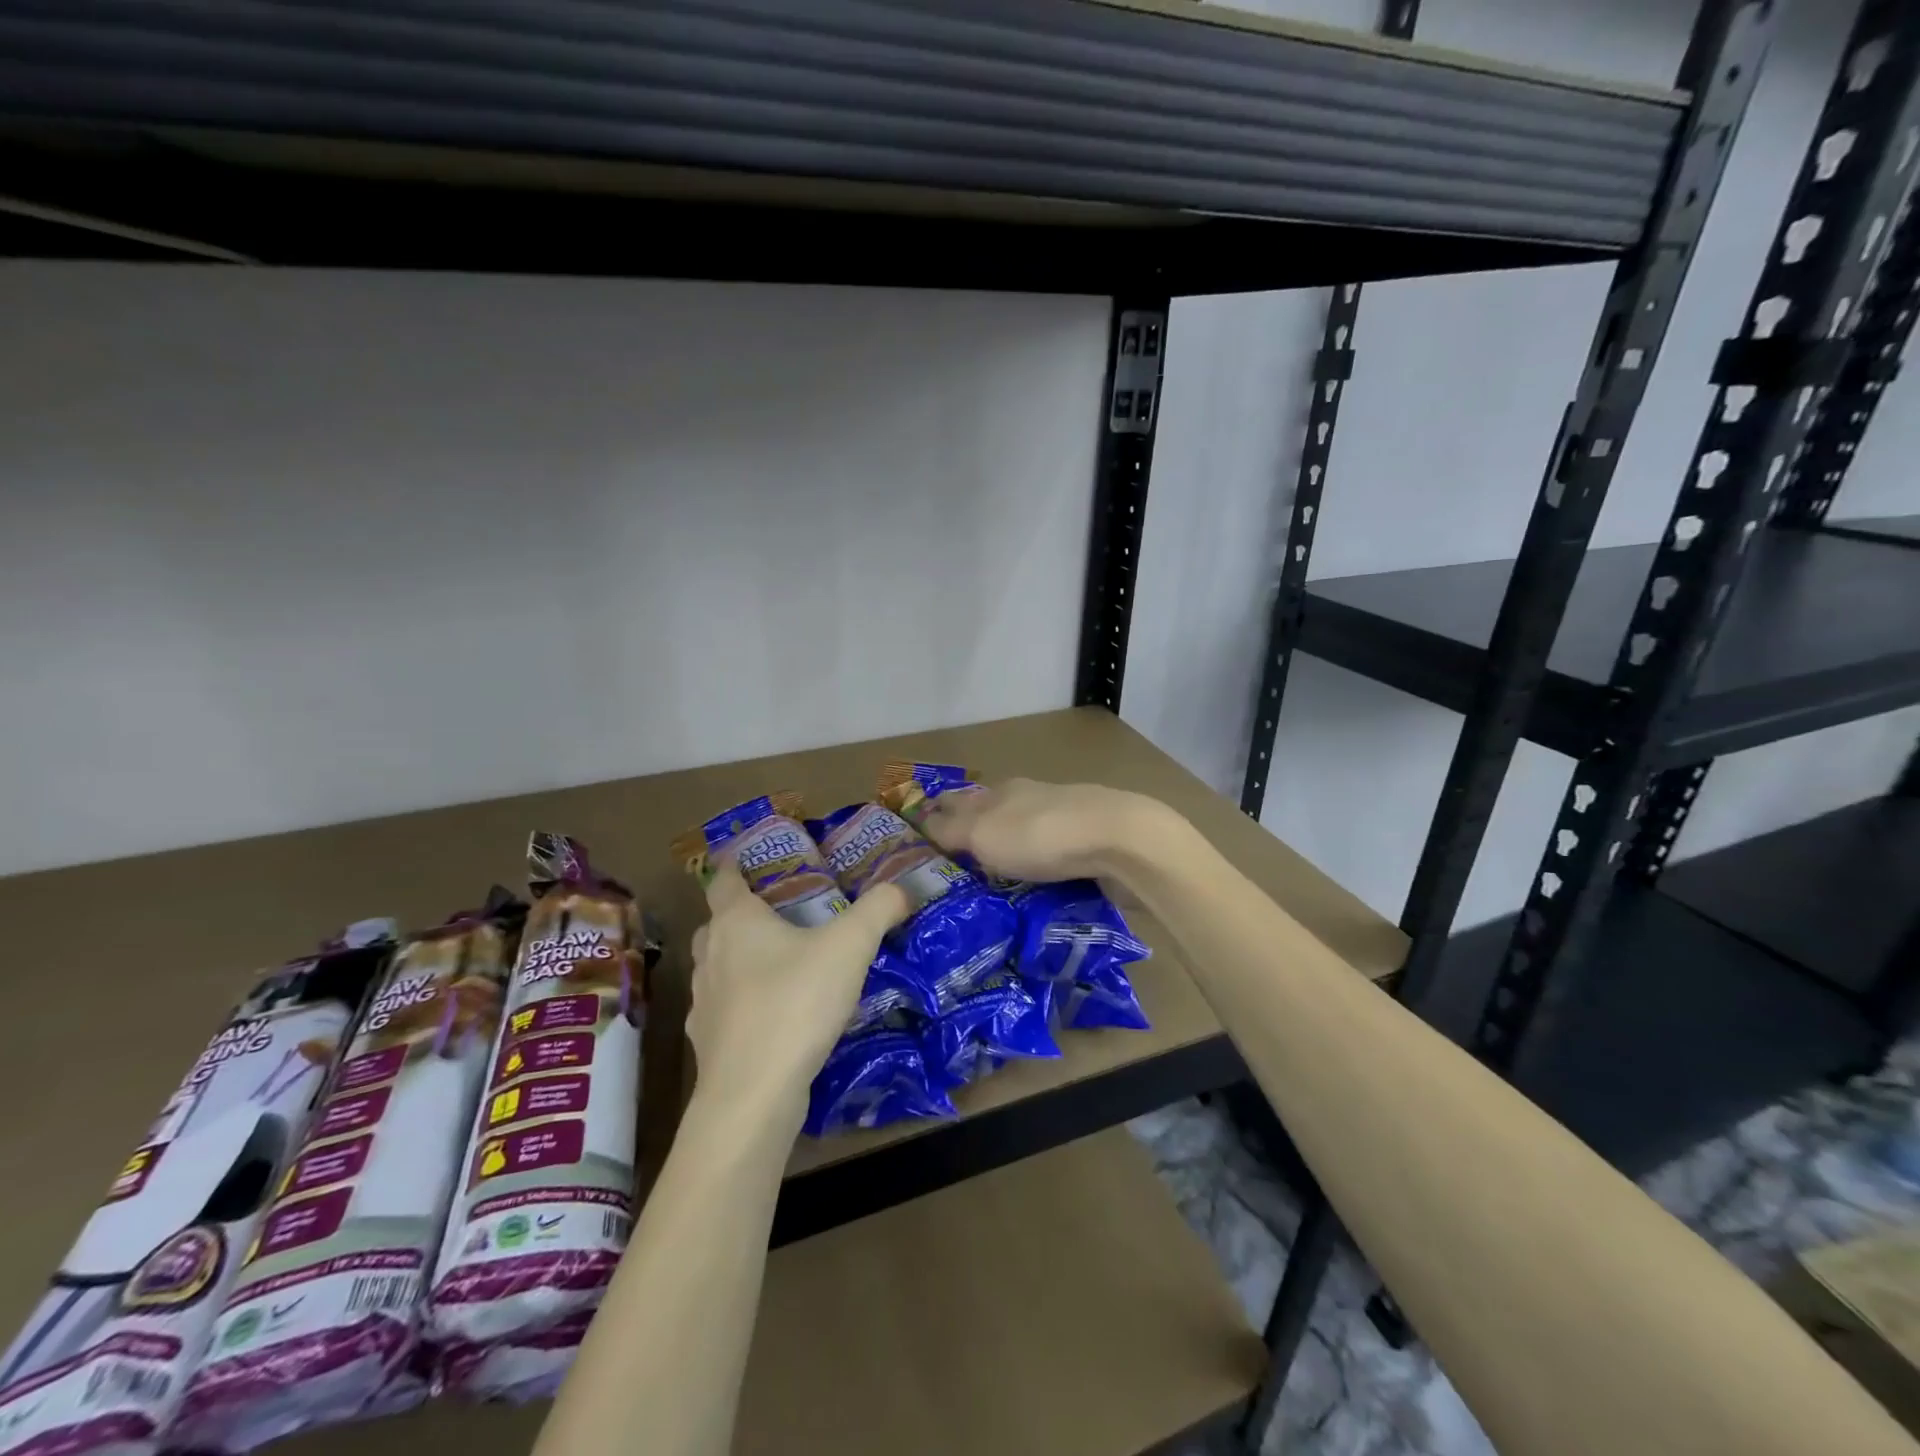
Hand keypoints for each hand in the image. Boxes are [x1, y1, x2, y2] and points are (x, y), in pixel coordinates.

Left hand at [686, 863, 910, 1121]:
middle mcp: (710, 955)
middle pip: (718, 923)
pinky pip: (725, 1009)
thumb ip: (878, 909)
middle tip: (782, 914)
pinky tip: (776, 1015)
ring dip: (741, 960)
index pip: (726, 879)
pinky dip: (744, 1004)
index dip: (737, 865)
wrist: (753, 1095)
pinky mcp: (708, 1044)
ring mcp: (703, 1002)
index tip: (752, 860)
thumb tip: (901, 888)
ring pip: (718, 967)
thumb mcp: (850, 946)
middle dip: (742, 915)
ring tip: (782, 964)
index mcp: (736, 922)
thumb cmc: (795, 1003)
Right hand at [916, 778, 1170, 883]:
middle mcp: (1030, 802)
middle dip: (974, 839)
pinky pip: (1053, 861)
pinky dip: (1039, 873)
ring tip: (990, 893)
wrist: (1119, 842)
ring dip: (1009, 858)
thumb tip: (924, 822)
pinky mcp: (1090, 848)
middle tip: (953, 875)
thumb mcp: (982, 833)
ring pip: (1025, 840)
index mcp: (1000, 793)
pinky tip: (1034, 894)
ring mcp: (1063, 823)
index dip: (938, 816)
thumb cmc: (1039, 835)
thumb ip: (951, 829)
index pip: (957, 800)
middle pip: (993, 819)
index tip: (921, 839)